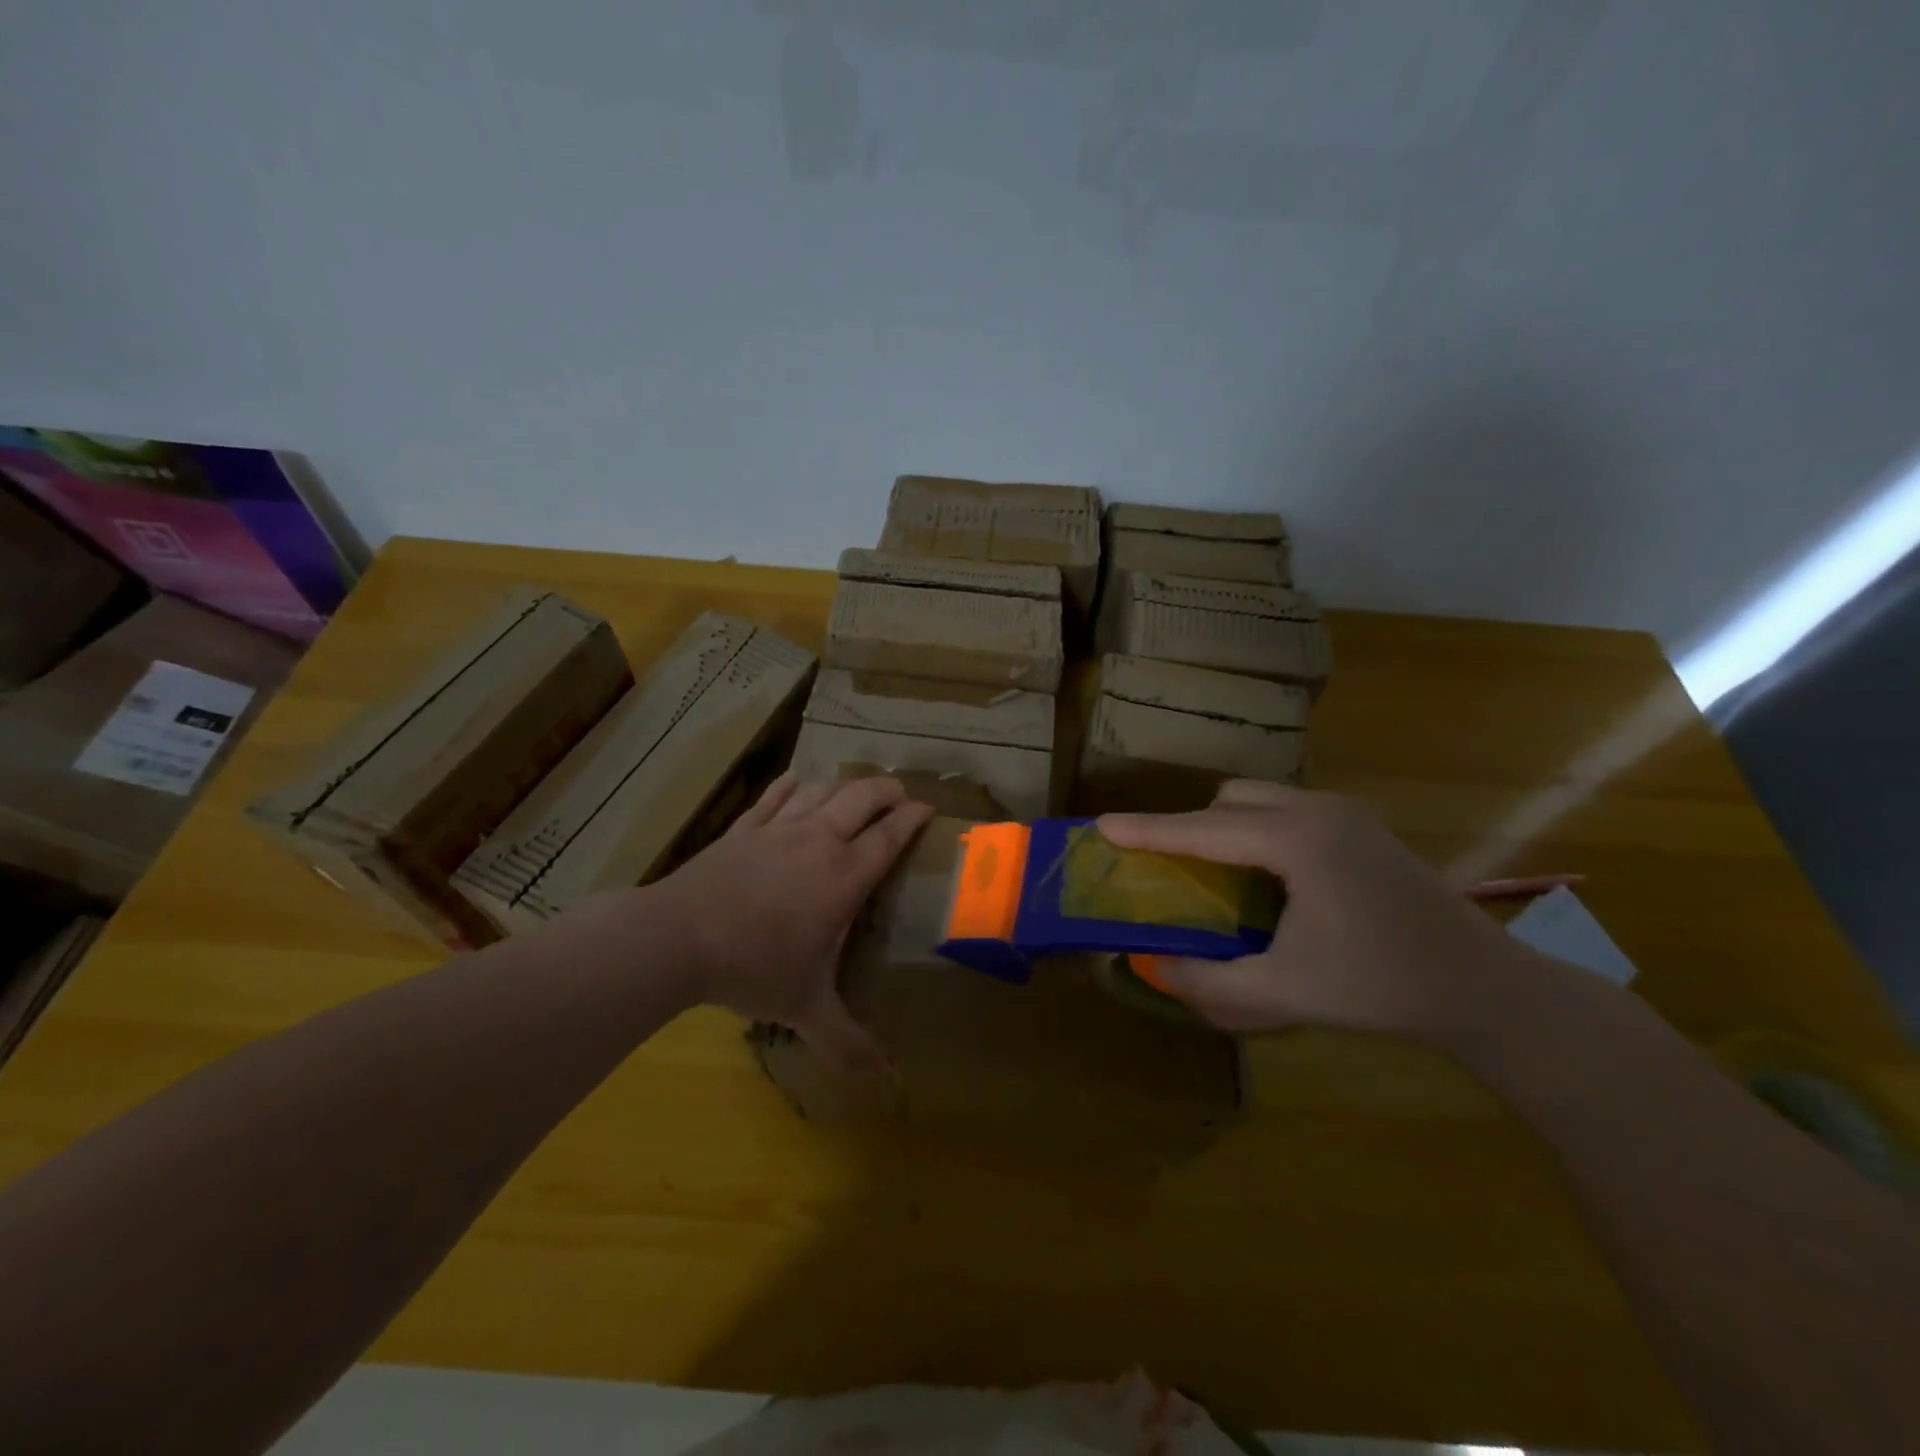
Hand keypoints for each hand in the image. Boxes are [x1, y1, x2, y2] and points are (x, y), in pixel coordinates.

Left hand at [646, 773, 931, 1066]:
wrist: (677, 938)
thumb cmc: (753, 967)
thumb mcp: (805, 1008)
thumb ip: (847, 1041)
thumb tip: (883, 1079)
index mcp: (844, 876)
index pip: (890, 835)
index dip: (914, 818)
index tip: (929, 809)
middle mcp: (818, 841)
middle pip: (862, 796)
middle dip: (887, 790)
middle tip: (899, 796)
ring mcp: (779, 829)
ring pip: (822, 790)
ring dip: (844, 786)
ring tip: (854, 792)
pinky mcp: (744, 828)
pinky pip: (774, 796)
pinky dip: (791, 786)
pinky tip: (796, 781)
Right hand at [1099, 781, 1544, 1042]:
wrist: (1483, 988)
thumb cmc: (1381, 987)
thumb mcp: (1285, 992)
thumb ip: (1210, 980)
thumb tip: (1153, 968)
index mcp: (1298, 841)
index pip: (1204, 829)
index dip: (1149, 830)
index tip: (1102, 825)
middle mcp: (1318, 810)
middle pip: (1229, 801)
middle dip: (1189, 827)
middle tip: (1164, 868)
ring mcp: (1345, 812)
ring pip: (1259, 800)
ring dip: (1223, 827)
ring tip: (1210, 874)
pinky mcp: (1360, 825)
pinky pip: (1285, 811)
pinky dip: (1255, 831)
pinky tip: (1262, 877)